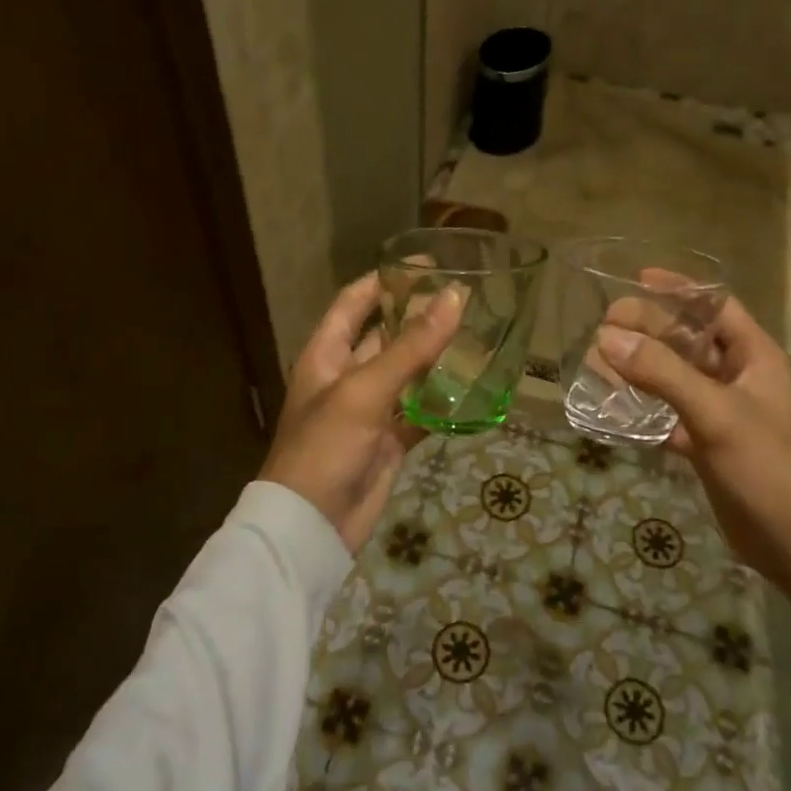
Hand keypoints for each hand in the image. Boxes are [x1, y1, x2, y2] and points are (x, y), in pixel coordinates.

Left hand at [260, 273, 463, 552]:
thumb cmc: (325, 446)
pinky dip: (442, 403)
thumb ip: (411, 346)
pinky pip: (419, 412)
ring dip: (436, 359)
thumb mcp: (365, 390)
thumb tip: (454, 298)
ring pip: (407, 374)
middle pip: (386, 335)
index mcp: (327, 354)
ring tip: (478, 337)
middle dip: (420, 318)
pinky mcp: (389, 440)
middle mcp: (347, 376)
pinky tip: (473, 390)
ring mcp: (370, 410)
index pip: (355, 302)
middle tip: (466, 300)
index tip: (425, 264)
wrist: (312, 526)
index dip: (385, 280)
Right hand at [597, 297, 790, 616]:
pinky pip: (669, 415)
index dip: (680, 289)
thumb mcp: (717, 414)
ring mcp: (721, 413)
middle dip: (648, 330)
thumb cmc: (769, 467)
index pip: (716, 306)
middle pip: (687, 340)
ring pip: (674, 378)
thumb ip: (663, 374)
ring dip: (640, 369)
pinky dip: (643, 410)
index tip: (638, 279)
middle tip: (603, 326)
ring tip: (597, 362)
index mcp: (754, 357)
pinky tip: (611, 408)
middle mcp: (737, 377)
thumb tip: (607, 337)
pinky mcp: (707, 445)